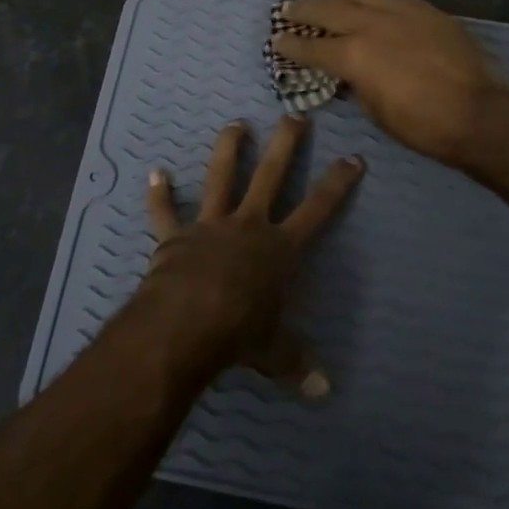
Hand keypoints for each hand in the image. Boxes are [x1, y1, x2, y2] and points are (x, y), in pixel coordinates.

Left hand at [141, 115, 362, 398]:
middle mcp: (248, 226)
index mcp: (279, 249)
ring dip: (228, 149)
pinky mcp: (175, 236)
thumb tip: (324, 392)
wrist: (186, 324)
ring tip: (236, 124)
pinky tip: (155, 173)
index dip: (337, 184)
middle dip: (286, 145)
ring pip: (221, 177)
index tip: (353, 157)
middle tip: (295, 116)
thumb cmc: (239, 334)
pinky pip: (165, 212)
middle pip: (271, 176)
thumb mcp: (274, 352)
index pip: (318, 209)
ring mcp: (210, 225)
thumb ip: (297, 364)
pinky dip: (160, 195)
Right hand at [275, 0, 508, 166]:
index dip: (291, 44)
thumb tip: (352, 73)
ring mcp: (403, 12)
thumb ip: (358, 84)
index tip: (277, 40)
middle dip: (305, 10)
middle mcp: (373, 24)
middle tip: (288, 9)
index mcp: (354, 54)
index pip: (312, 46)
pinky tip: (376, 3)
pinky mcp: (428, 11)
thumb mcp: (376, 111)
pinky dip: (377, 0)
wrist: (480, 113)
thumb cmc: (423, 125)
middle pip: (330, 9)